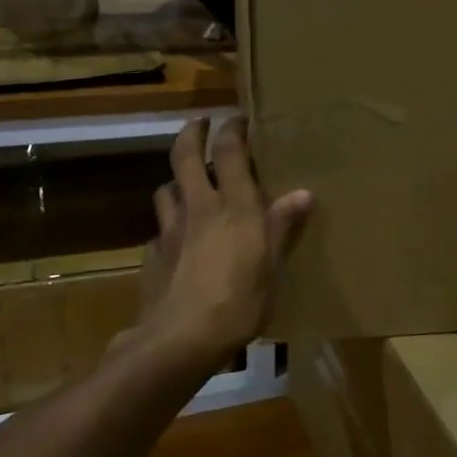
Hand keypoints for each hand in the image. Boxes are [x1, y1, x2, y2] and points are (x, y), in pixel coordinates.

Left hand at [124, 117, 311, 375]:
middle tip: (200, 124)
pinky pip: (160, 230)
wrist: (182, 338)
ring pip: (165, 190)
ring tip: (185, 185)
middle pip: (185, 157)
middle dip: (191, 133)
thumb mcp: (272, 266)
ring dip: (175, 181)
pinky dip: (168, 227)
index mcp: (234, 206)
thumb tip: (303, 194)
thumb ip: (283, 226)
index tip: (236, 118)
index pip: (229, 152)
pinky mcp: (153, 255)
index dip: (231, 129)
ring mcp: (170, 230)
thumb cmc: (240, 301)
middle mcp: (199, 207)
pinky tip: (176, 241)